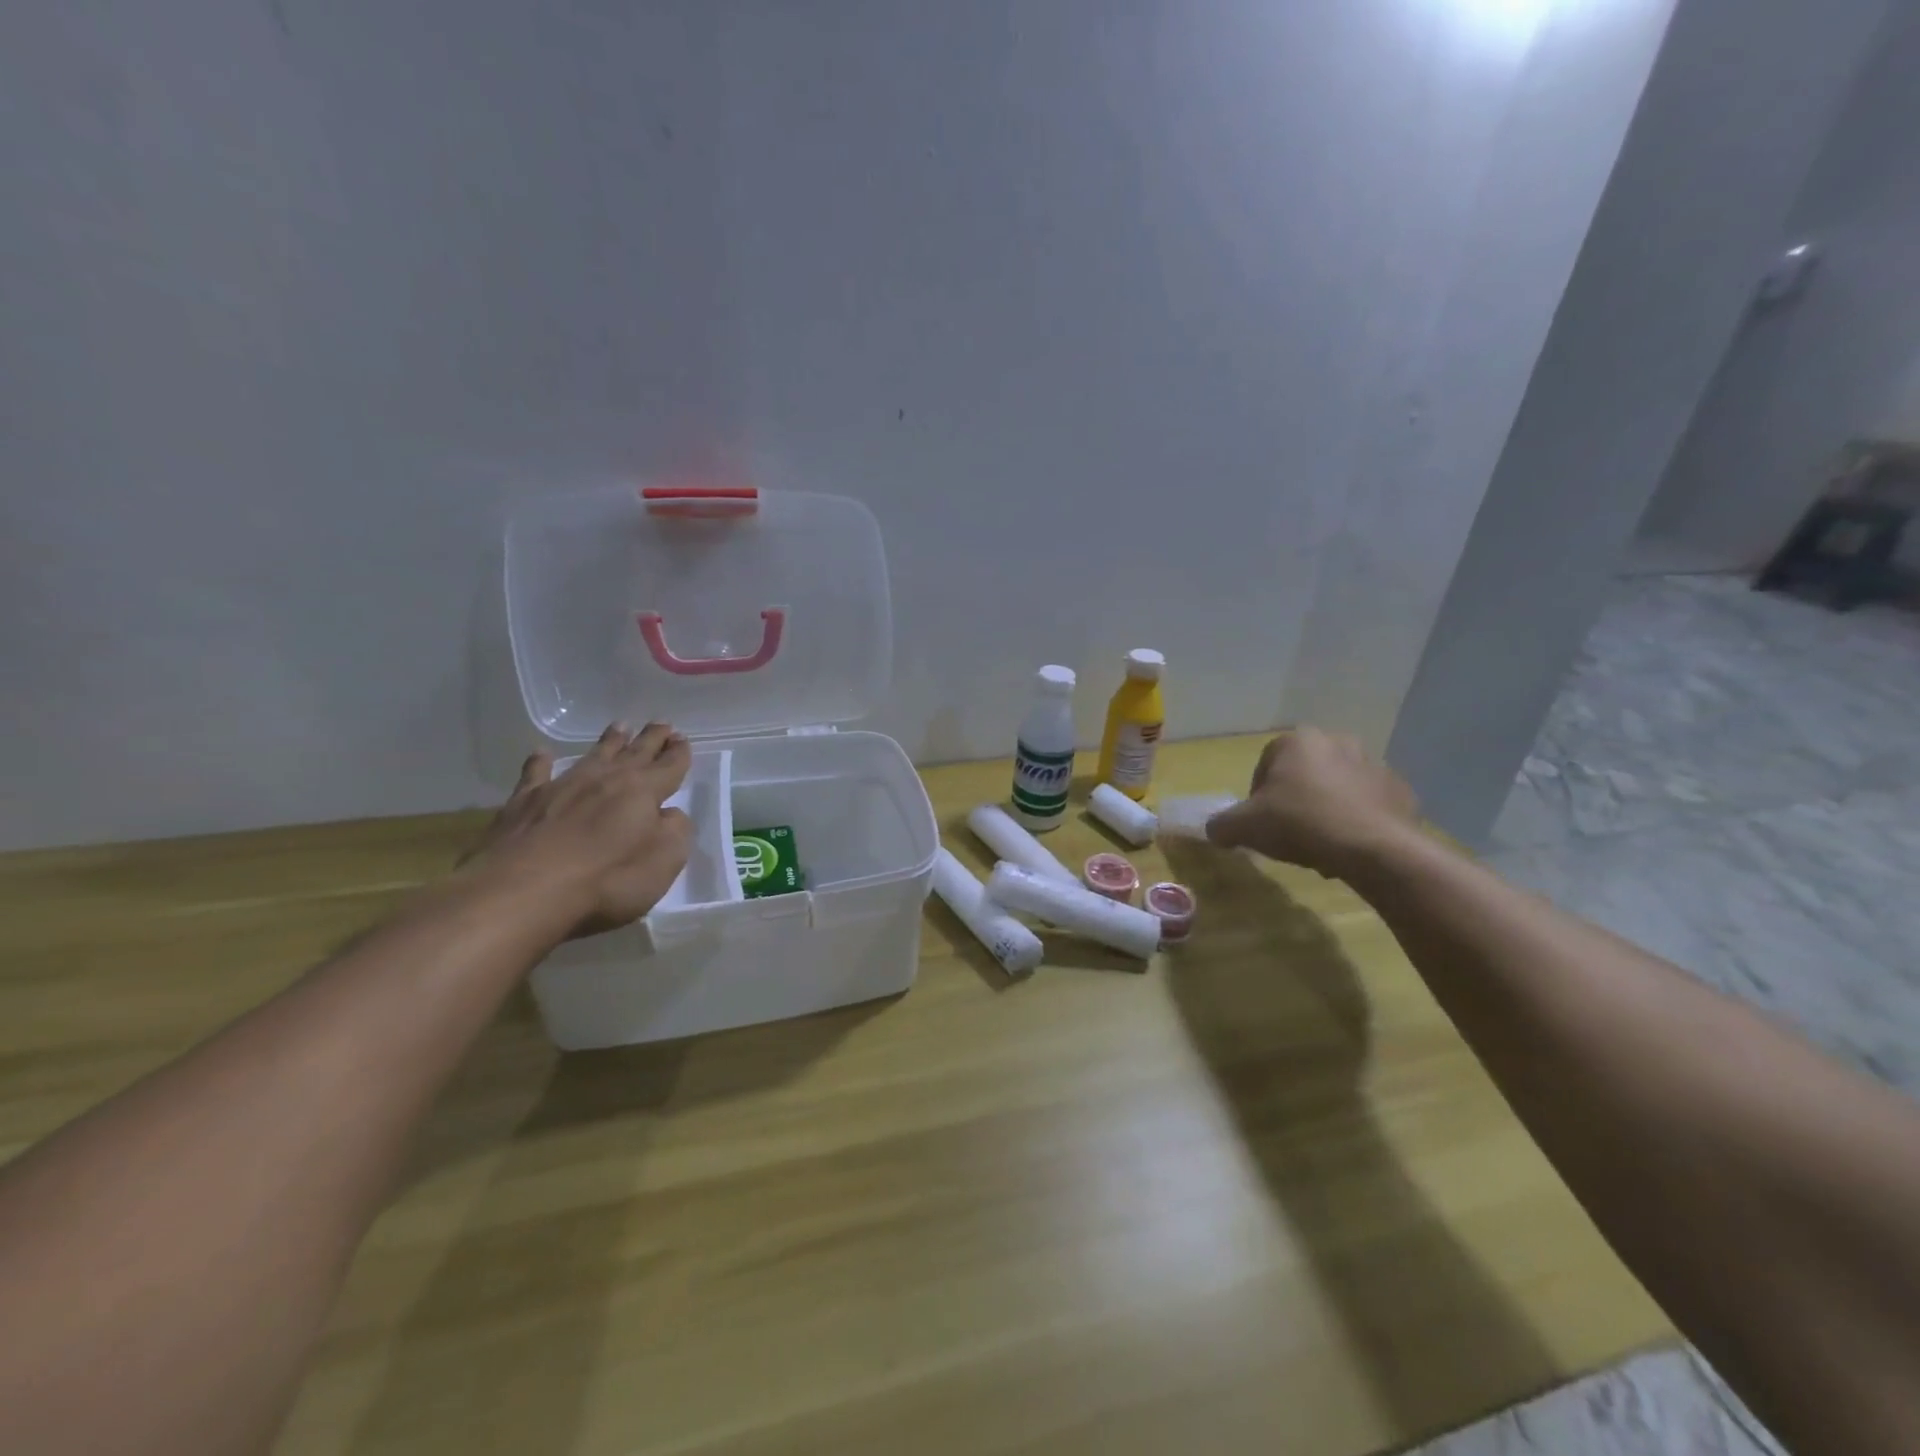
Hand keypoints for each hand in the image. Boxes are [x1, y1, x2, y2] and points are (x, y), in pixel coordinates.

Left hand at [464, 722, 694, 936]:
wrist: (522, 891)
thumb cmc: (606, 880)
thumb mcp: (664, 861)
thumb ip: (675, 832)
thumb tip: (670, 815)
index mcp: (643, 792)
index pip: (669, 766)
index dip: (679, 754)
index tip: (683, 740)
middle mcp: (606, 780)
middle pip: (635, 753)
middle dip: (651, 739)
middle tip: (661, 724)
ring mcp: (563, 787)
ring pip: (593, 756)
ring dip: (609, 742)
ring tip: (620, 726)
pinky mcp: (524, 803)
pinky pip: (536, 774)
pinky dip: (540, 762)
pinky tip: (542, 753)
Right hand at [1205, 728, 1417, 878]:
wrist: (1374, 848)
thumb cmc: (1300, 823)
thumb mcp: (1245, 827)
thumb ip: (1222, 825)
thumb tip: (1214, 829)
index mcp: (1298, 740)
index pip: (1265, 764)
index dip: (1258, 795)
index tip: (1260, 822)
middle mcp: (1337, 742)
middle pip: (1303, 774)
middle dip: (1294, 800)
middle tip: (1288, 833)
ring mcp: (1374, 765)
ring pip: (1336, 789)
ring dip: (1325, 810)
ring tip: (1320, 846)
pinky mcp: (1400, 792)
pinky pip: (1368, 806)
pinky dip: (1356, 822)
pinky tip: (1348, 848)